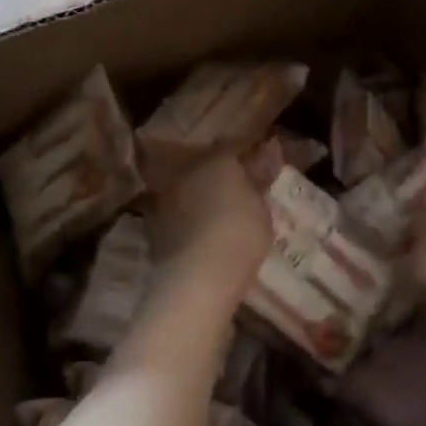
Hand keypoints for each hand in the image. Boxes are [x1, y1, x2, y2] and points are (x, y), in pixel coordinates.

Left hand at [148, 153, 273, 291]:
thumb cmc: (239, 235)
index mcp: (216, 160)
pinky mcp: (157, 227)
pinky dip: (192, 221)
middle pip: (207, 167)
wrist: (197, 279)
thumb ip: (260, 178)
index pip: (232, 146)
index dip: (246, 154)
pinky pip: (181, 215)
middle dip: (221, 176)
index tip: (260, 163)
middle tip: (241, 192)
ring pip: (191, 190)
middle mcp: (188, 172)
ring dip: (204, 198)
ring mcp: (169, 199)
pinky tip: (205, 235)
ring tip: (223, 216)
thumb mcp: (262, 208)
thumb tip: (268, 148)